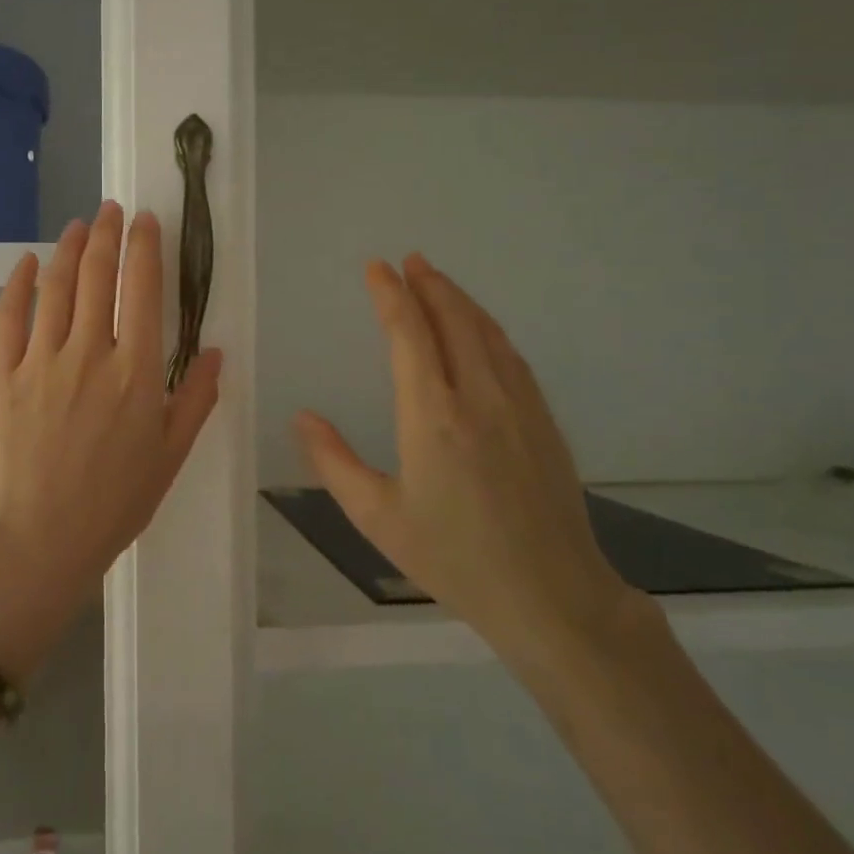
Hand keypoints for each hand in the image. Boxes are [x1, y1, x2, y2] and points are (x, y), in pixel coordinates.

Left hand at [0, 203, 221, 677]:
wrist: (43, 536)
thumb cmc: (116, 500)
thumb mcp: (172, 454)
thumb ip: (196, 398)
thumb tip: (216, 351)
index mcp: (137, 371)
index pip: (144, 289)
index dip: (145, 247)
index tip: (147, 221)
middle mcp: (90, 353)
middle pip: (99, 276)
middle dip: (108, 234)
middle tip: (112, 210)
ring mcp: (42, 360)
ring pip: (56, 287)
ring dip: (69, 248)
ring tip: (79, 225)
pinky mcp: (4, 374)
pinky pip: (9, 317)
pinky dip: (19, 283)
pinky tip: (29, 262)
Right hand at [295, 254, 646, 674]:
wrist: (550, 593)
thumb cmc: (452, 557)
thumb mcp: (377, 517)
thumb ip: (334, 462)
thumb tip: (303, 417)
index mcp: (432, 416)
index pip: (409, 335)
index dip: (391, 296)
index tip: (377, 268)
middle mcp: (478, 397)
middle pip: (453, 321)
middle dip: (429, 285)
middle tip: (409, 260)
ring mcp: (518, 405)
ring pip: (487, 333)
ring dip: (460, 300)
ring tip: (438, 281)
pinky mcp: (543, 420)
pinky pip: (512, 357)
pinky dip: (489, 330)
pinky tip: (482, 330)